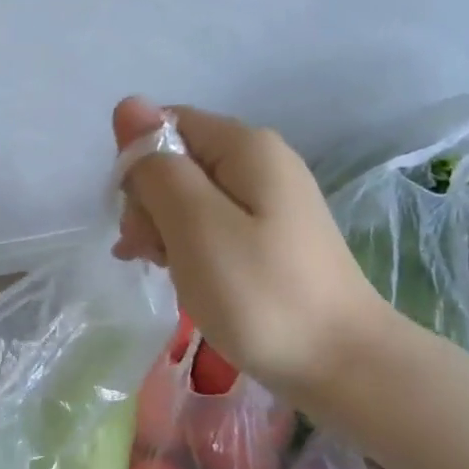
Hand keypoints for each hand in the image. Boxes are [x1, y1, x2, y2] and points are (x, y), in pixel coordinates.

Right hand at [112, 97, 387, 398]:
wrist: (341, 364)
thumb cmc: (260, 294)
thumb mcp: (195, 227)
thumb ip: (157, 166)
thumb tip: (127, 104)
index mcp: (245, 147)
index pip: (164, 127)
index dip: (138, 168)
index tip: (140, 220)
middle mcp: (259, 162)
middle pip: (176, 161)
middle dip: (149, 204)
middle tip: (155, 254)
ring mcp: (267, 200)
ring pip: (188, 197)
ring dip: (163, 230)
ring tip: (167, 271)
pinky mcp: (268, 236)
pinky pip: (209, 225)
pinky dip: (187, 246)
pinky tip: (180, 275)